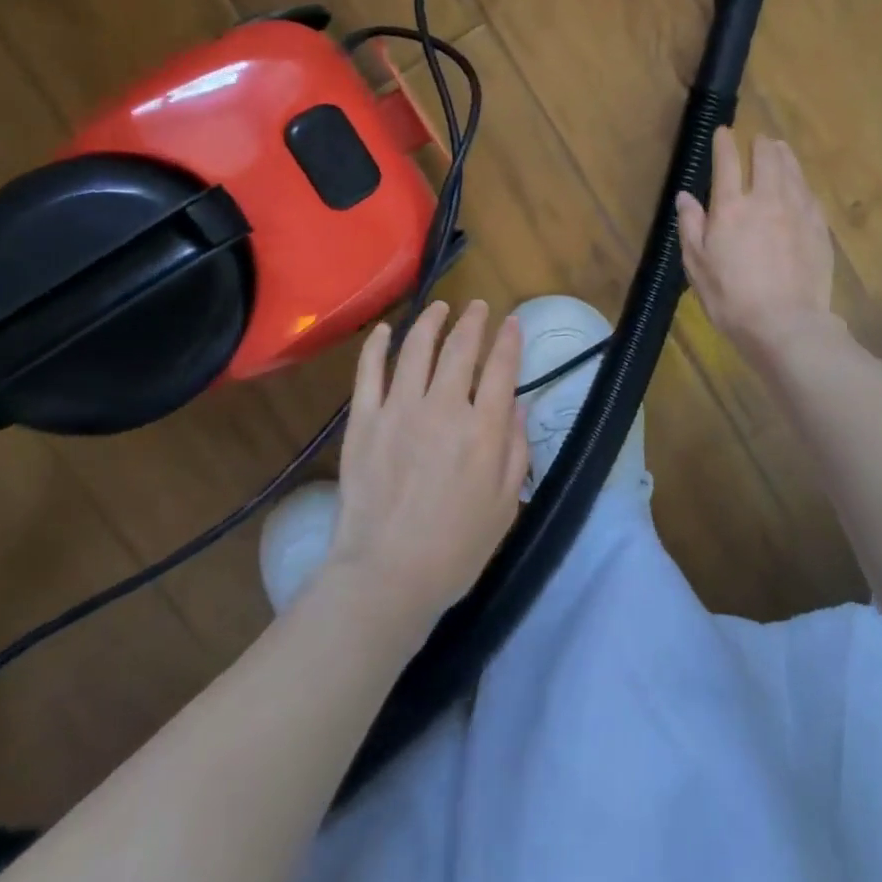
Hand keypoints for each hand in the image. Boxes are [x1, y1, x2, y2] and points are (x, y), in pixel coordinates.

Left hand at [326, 300, 528, 624]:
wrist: (387, 574)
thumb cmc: (455, 548)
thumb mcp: (505, 504)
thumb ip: (515, 450)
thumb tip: (517, 406)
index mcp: (482, 429)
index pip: (501, 369)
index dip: (509, 340)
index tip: (513, 322)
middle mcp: (443, 408)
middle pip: (460, 349)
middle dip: (473, 321)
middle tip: (478, 307)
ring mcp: (398, 410)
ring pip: (416, 349)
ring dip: (431, 322)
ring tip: (440, 308)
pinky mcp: (363, 421)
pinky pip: (369, 372)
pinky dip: (378, 345)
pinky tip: (386, 330)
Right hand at [676, 128, 835, 356]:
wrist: (785, 324)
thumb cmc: (731, 298)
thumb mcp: (697, 265)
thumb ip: (691, 226)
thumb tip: (685, 196)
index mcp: (731, 208)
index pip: (728, 163)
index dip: (724, 144)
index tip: (724, 132)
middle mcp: (766, 200)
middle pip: (767, 159)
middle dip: (760, 145)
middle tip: (758, 140)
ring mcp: (797, 212)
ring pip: (793, 172)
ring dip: (784, 156)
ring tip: (780, 148)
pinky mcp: (819, 229)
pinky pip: (810, 195)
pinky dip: (802, 182)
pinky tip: (801, 185)